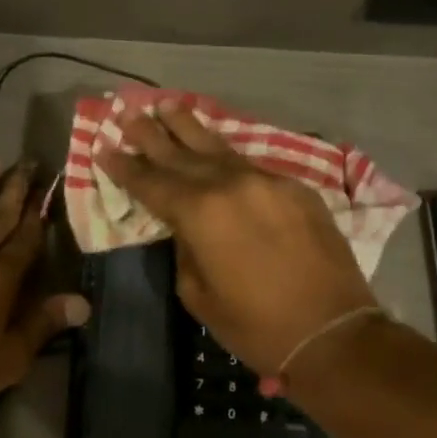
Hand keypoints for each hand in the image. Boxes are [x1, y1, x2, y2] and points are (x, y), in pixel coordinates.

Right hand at [96, 105, 376, 374]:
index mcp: (199, 213)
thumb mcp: (197, 294)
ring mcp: (266, 181)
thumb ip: (185, 248)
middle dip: (149, 133)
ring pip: (217, 147)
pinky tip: (214, 145)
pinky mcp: (295, 188)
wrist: (332, 333)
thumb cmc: (255, 325)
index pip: (151, 183)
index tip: (103, 146)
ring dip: (188, 126)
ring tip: (166, 104)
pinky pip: (250, 164)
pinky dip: (225, 153)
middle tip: (125, 109)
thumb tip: (187, 227)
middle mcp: (230, 185)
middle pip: (179, 153)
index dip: (124, 166)